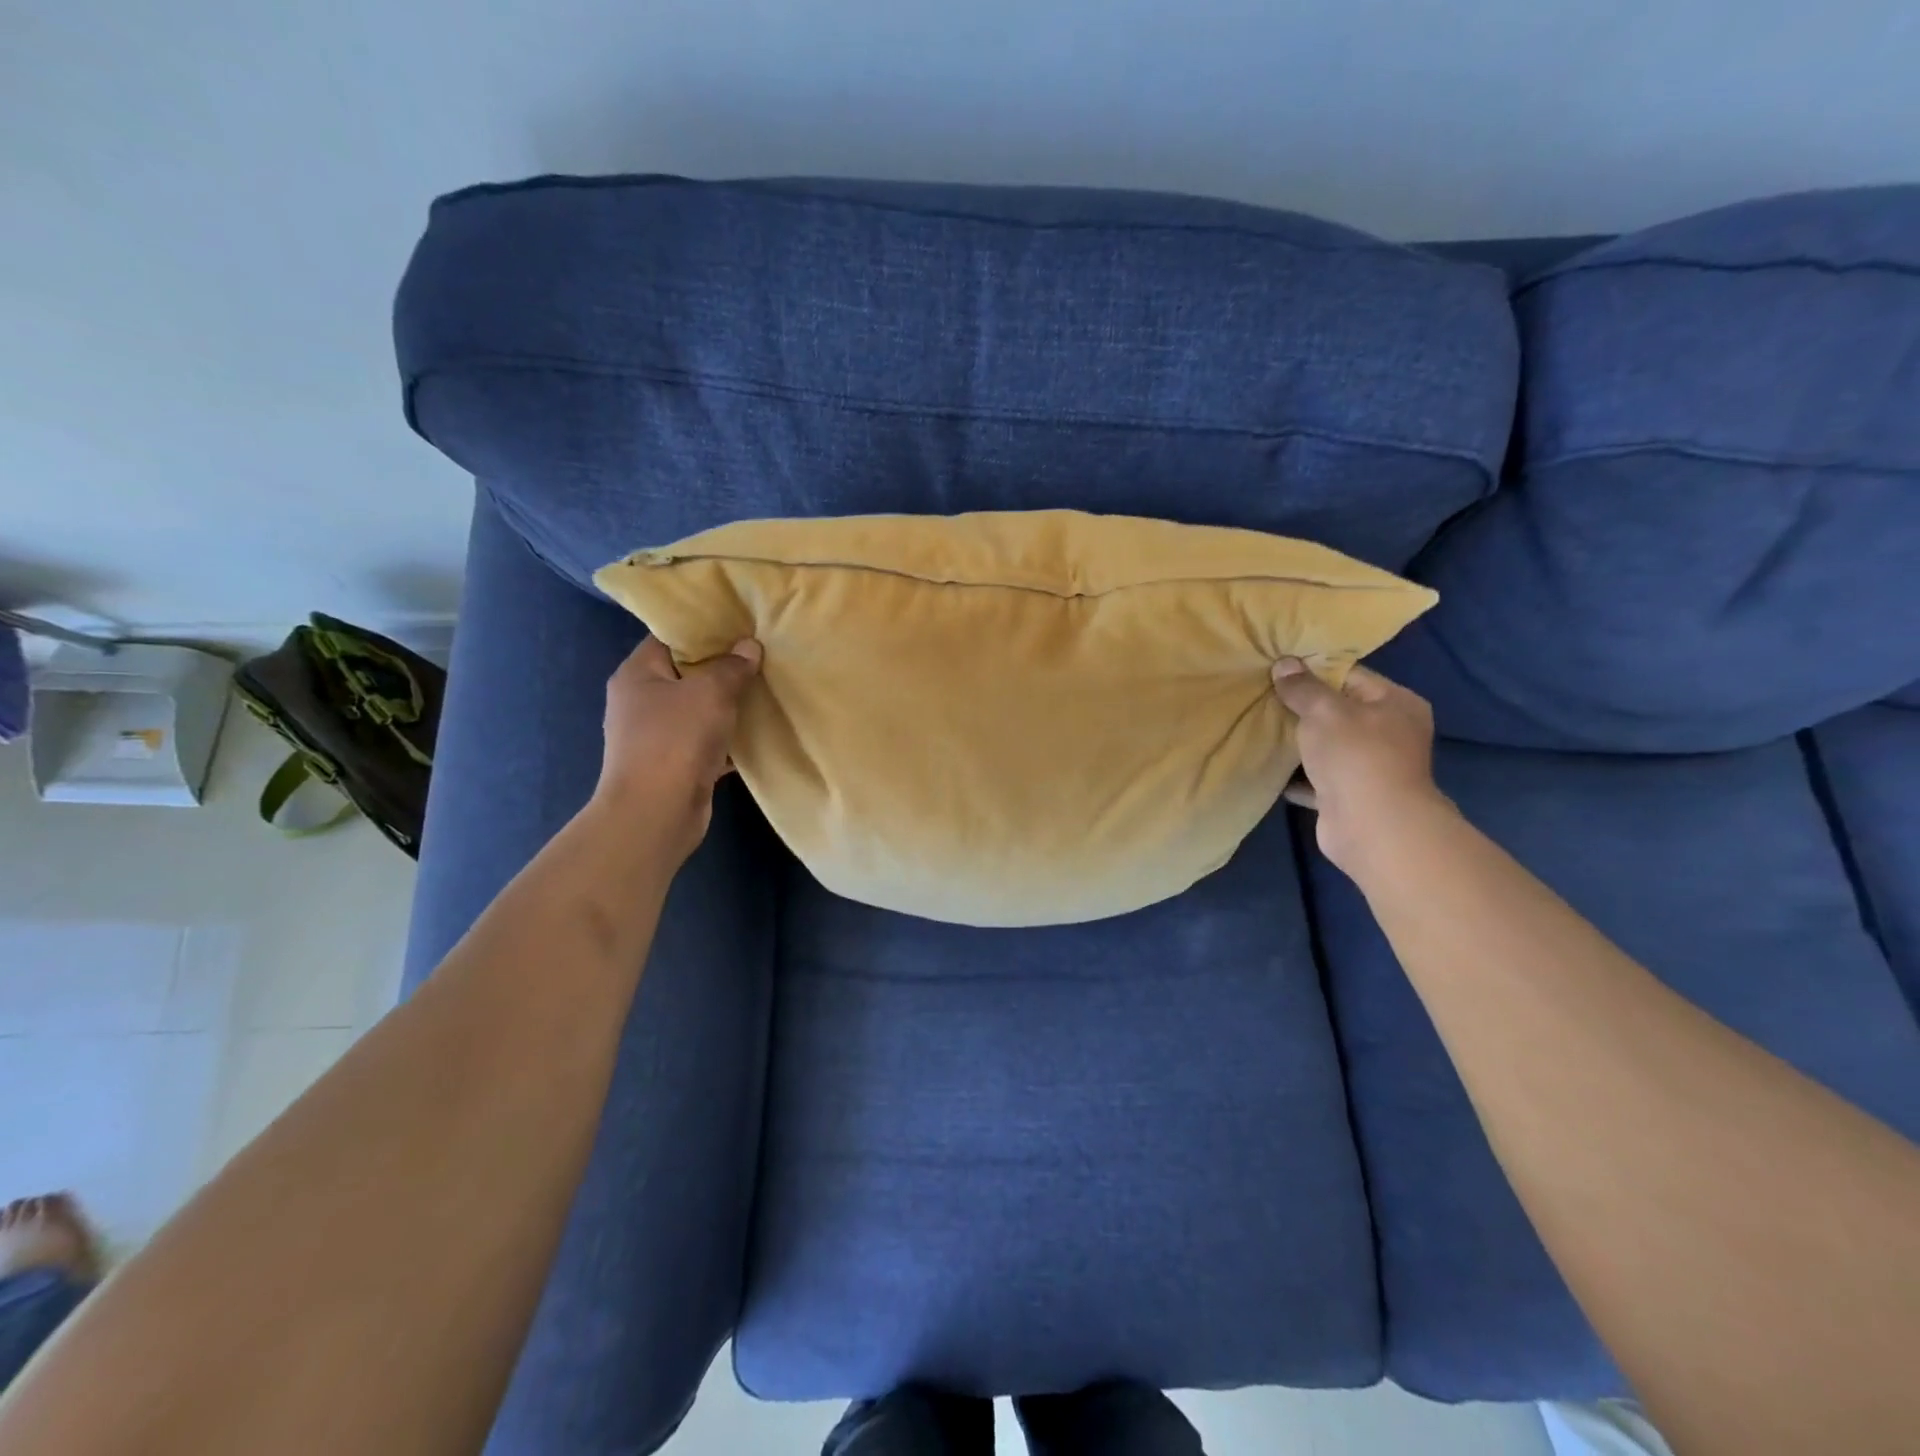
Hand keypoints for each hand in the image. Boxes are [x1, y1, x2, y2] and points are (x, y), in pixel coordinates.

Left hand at [596, 635, 761, 858]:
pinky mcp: (674, 764)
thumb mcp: (710, 693)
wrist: (656, 813)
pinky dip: (729, 738)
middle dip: (723, 668)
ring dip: (729, 705)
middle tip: (761, 655)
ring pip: (699, 710)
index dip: (705, 630)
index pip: (670, 637)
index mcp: (637, 674)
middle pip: (687, 673)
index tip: (741, 625)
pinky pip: (706, 741)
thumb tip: (749, 647)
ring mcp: (656, 735)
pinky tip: (760, 732)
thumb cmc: (675, 741)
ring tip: (767, 689)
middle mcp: (641, 701)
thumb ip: (732, 667)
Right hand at [1271, 657, 1451, 875]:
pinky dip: (1296, 774)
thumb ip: (1303, 687)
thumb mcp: (1325, 711)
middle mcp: (1390, 733)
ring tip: (1260, 726)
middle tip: (1263, 695)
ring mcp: (1370, 767)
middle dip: (1302, 706)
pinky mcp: (1349, 795)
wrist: (1371, 826)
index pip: (1352, 675)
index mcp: (1396, 704)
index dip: (1315, 671)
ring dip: (1298, 741)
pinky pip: (1317, 778)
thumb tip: (1284, 663)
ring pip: (1327, 746)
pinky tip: (1267, 764)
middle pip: (1339, 711)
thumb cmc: (1356, 756)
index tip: (1279, 669)